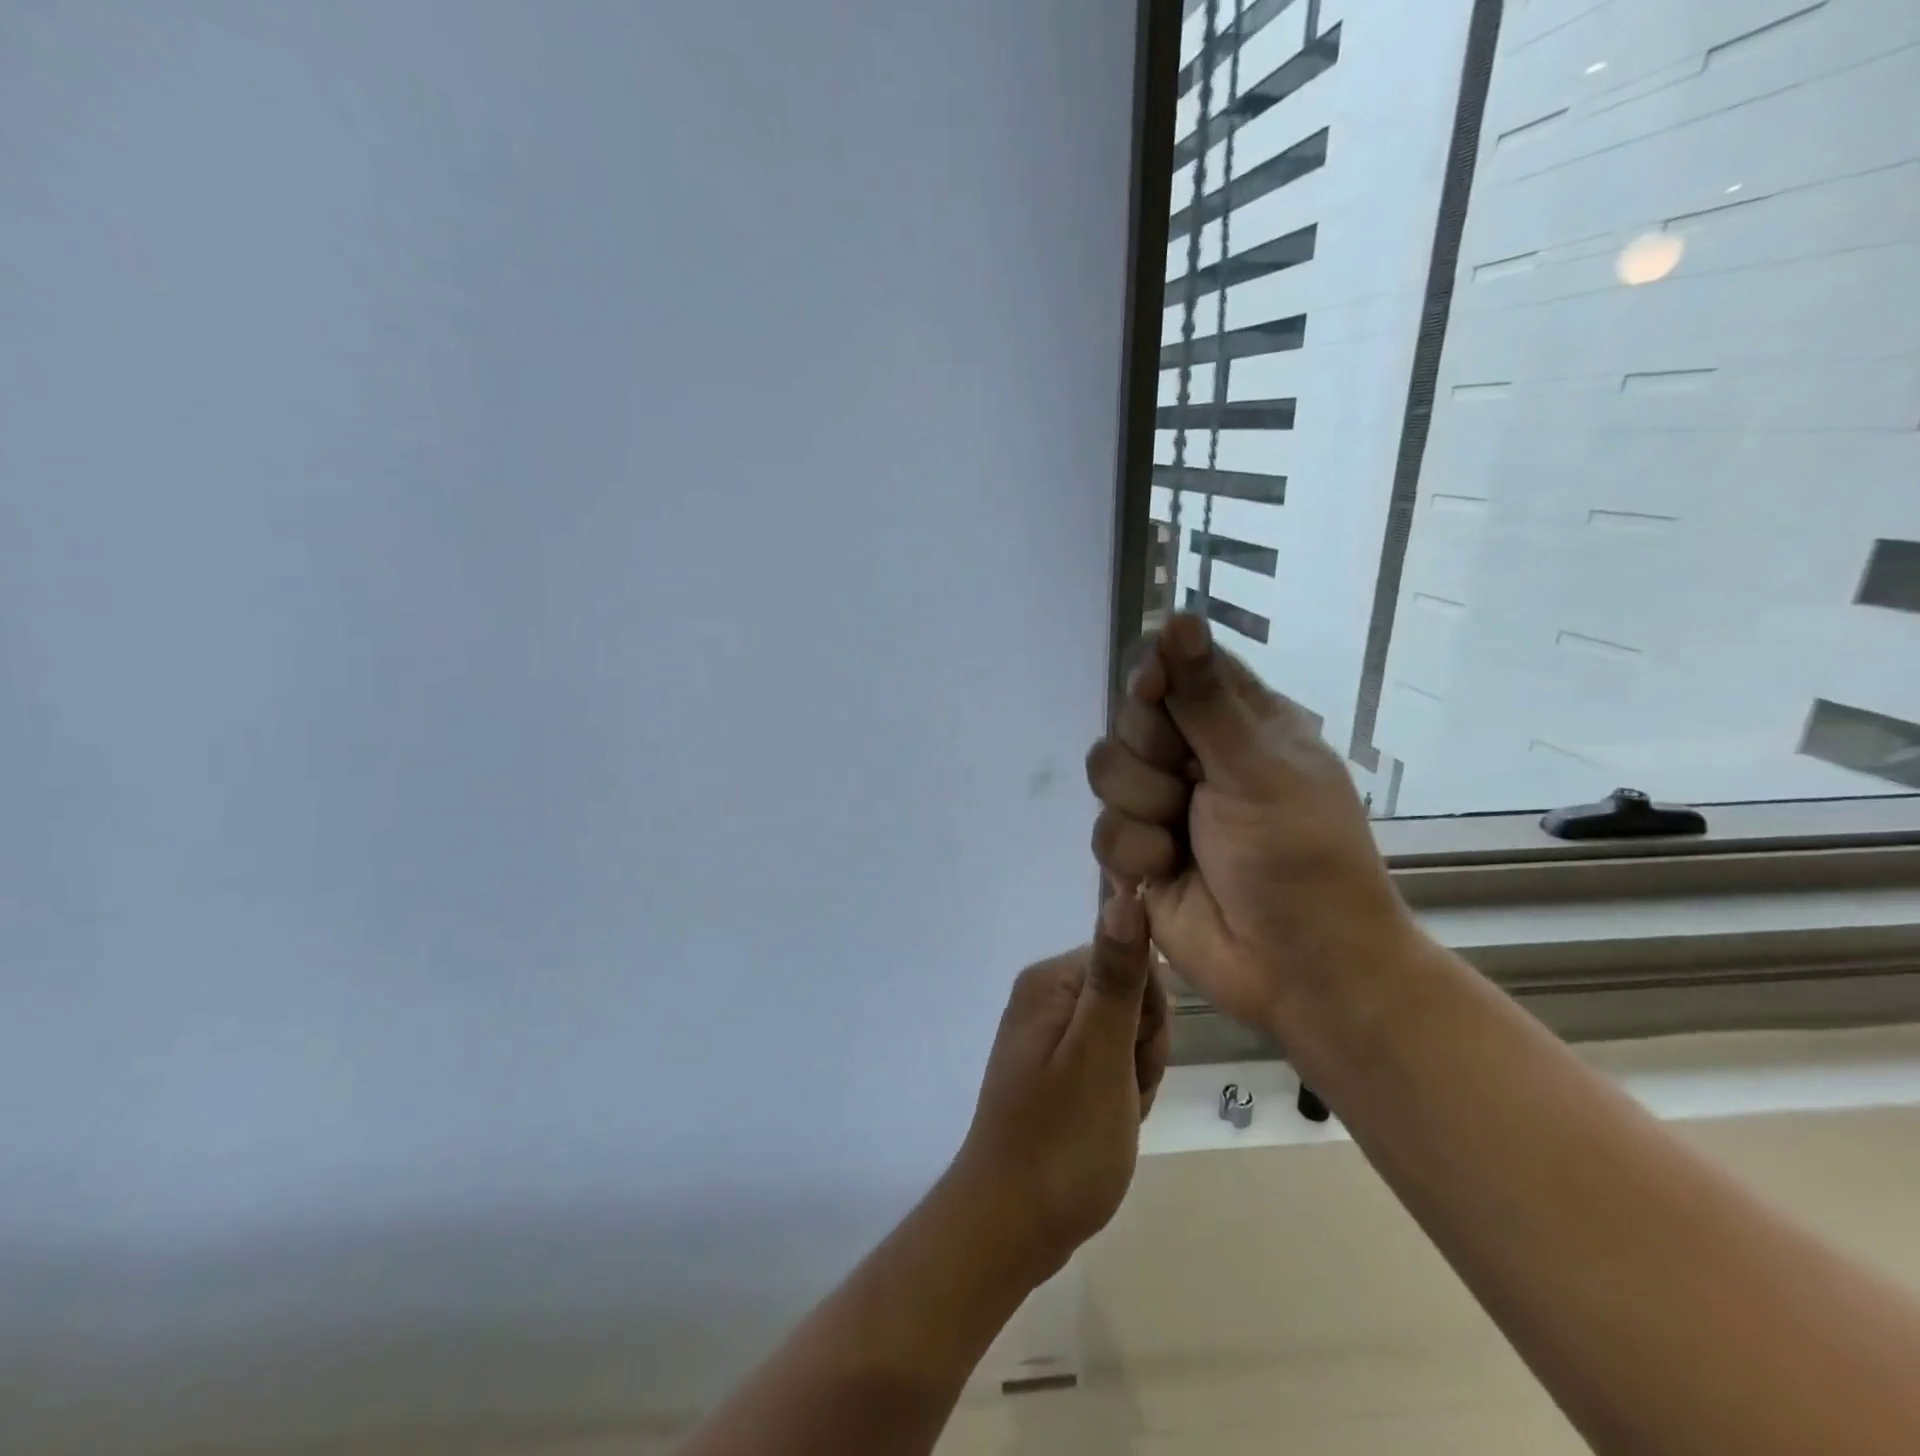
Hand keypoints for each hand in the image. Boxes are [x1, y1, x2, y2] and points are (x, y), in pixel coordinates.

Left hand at [948, 890, 1168, 1281]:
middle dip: (1141, 1050)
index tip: (1135, 1059)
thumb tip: (1126, 893)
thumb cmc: (1062, 1140)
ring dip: (1133, 1077)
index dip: (1149, 1015)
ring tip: (1111, 1115)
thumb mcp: (1100, 1054)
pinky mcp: (1053, 1068)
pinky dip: (1119, 1094)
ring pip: (1126, 1036)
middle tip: (1121, 1094)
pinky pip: (1107, 1064)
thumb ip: (1117, 976)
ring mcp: (1047, 1034)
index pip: (1131, 961)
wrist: (1010, 1225)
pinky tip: (1106, 1124)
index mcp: (1050, 981)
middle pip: (1130, 998)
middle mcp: (1044, 996)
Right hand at [1083, 613, 1418, 1042]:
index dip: (1155, 675)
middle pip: (1129, 718)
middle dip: (1149, 753)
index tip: (1154, 693)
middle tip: (1186, 781)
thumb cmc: (1299, 856)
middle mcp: (1195, 755)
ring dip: (1141, 807)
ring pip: (1106, 772)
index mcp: (1238, 721)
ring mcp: (1164, 804)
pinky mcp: (1139, 851)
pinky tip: (1167, 872)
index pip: (1176, 666)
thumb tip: (1178, 616)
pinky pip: (1104, 830)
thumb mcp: (1258, 767)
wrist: (1299, 966)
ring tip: (1180, 838)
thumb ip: (1204, 698)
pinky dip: (1135, 853)